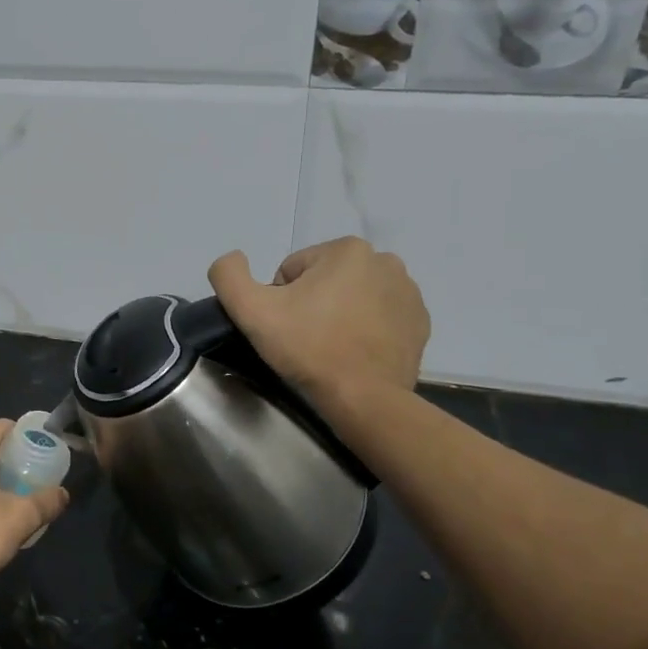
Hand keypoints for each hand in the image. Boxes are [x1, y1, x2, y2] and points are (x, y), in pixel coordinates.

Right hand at [208, 237, 429, 402]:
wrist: (364, 398)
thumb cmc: (308, 348)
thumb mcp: (251, 309)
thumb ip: (228, 274)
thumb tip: (233, 258)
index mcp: (347, 250)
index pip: (293, 270)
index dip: (280, 299)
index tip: (285, 326)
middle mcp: (385, 261)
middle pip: (325, 280)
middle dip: (311, 304)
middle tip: (304, 338)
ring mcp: (408, 293)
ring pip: (352, 297)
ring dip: (338, 315)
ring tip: (329, 347)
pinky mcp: (419, 323)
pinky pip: (379, 317)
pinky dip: (364, 330)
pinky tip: (353, 353)